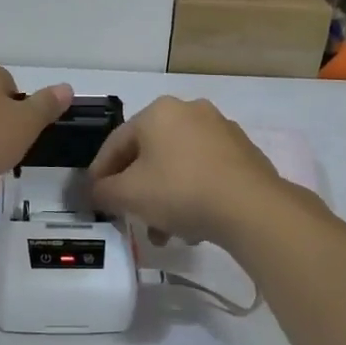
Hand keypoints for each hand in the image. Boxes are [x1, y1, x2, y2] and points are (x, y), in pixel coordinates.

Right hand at [89, 97, 286, 246]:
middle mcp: (190, 111)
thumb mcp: (129, 195)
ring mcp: (221, 129)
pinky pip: (205, 172)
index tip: (94, 198)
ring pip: (179, 165)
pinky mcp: (244, 152)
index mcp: (159, 111)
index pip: (117, 142)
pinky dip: (193, 193)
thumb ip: (103, 191)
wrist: (251, 207)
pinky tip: (193, 225)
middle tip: (130, 217)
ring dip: (165, 197)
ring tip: (164, 233)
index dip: (100, 172)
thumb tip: (96, 191)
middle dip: (137, 189)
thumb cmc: (180, 191)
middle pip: (150, 154)